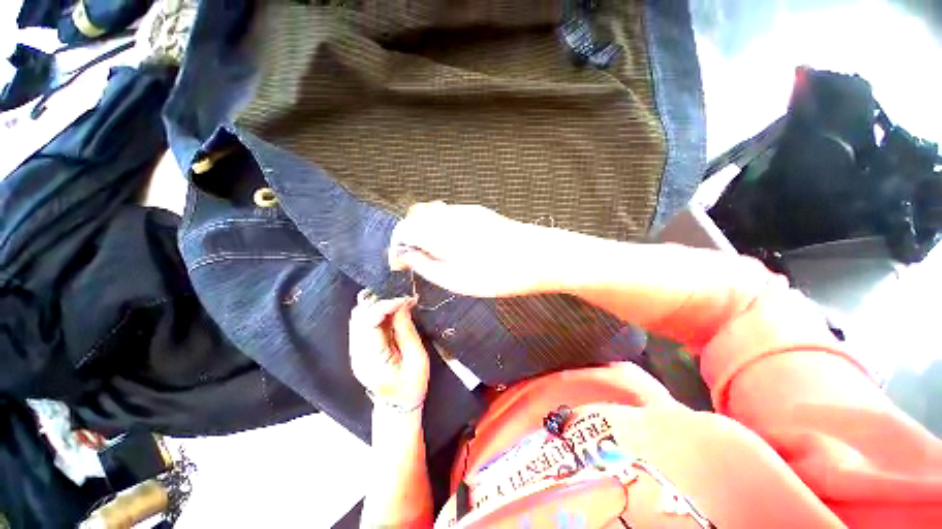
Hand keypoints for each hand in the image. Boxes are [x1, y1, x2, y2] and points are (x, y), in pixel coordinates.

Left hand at [349, 290, 428, 408]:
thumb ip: (407, 330)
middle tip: (405, 303)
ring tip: (400, 307)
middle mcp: (357, 352)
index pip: (369, 321)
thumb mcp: (417, 358)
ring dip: (379, 307)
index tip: (407, 301)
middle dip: (383, 303)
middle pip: (360, 316)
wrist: (398, 407)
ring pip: (359, 317)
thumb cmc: (411, 386)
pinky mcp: (358, 349)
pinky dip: (376, 314)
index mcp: (371, 357)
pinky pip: (362, 323)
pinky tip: (392, 315)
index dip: (387, 305)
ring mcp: (355, 351)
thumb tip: (403, 306)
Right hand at [388, 202, 554, 297]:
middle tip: (416, 261)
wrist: (541, 257)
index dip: (396, 247)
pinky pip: (450, 216)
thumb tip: (407, 256)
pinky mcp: (480, 213)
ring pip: (433, 215)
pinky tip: (454, 246)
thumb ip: (426, 265)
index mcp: (440, 229)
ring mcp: (467, 210)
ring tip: (435, 256)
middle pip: (416, 217)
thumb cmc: (498, 274)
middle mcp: (450, 213)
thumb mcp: (456, 279)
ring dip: (426, 233)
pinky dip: (441, 229)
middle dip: (409, 238)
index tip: (400, 266)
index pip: (403, 228)